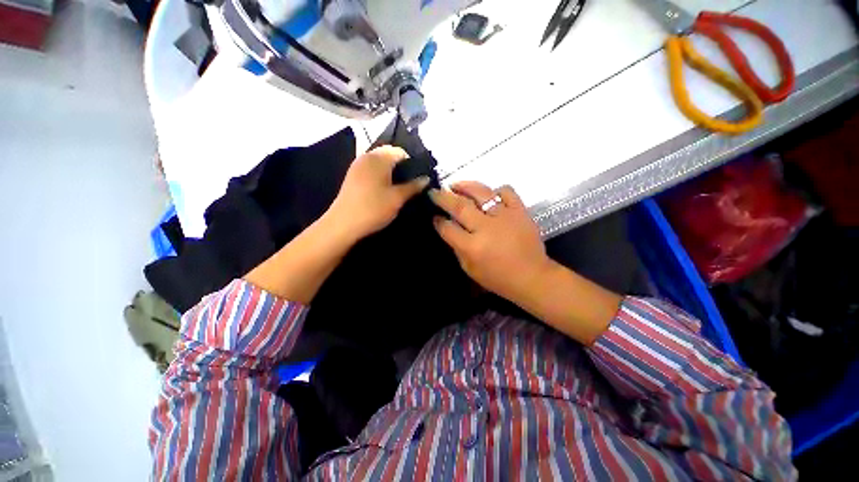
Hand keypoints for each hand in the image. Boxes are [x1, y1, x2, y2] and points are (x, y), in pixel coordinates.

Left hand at [327, 146, 429, 241]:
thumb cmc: (374, 208)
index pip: (400, 152)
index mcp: (379, 158)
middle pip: (389, 155)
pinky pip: (370, 169)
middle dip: (401, 167)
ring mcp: (357, 166)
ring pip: (379, 162)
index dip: (412, 163)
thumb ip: (413, 186)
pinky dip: (380, 175)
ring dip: (390, 171)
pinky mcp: (352, 176)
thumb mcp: (398, 198)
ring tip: (398, 188)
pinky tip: (383, 190)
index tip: (417, 179)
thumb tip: (426, 178)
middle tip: (409, 184)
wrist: (343, 224)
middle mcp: (367, 156)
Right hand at [429, 182, 552, 302]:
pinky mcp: (520, 211)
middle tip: (434, 192)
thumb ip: (457, 248)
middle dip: (443, 197)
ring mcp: (504, 216)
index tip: (434, 216)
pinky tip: (489, 195)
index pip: (448, 228)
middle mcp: (486, 228)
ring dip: (465, 186)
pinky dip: (496, 191)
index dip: (438, 221)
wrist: (532, 277)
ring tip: (455, 184)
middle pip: (459, 206)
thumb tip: (449, 228)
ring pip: (481, 193)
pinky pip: (506, 192)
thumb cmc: (498, 278)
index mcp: (472, 247)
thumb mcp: (470, 269)